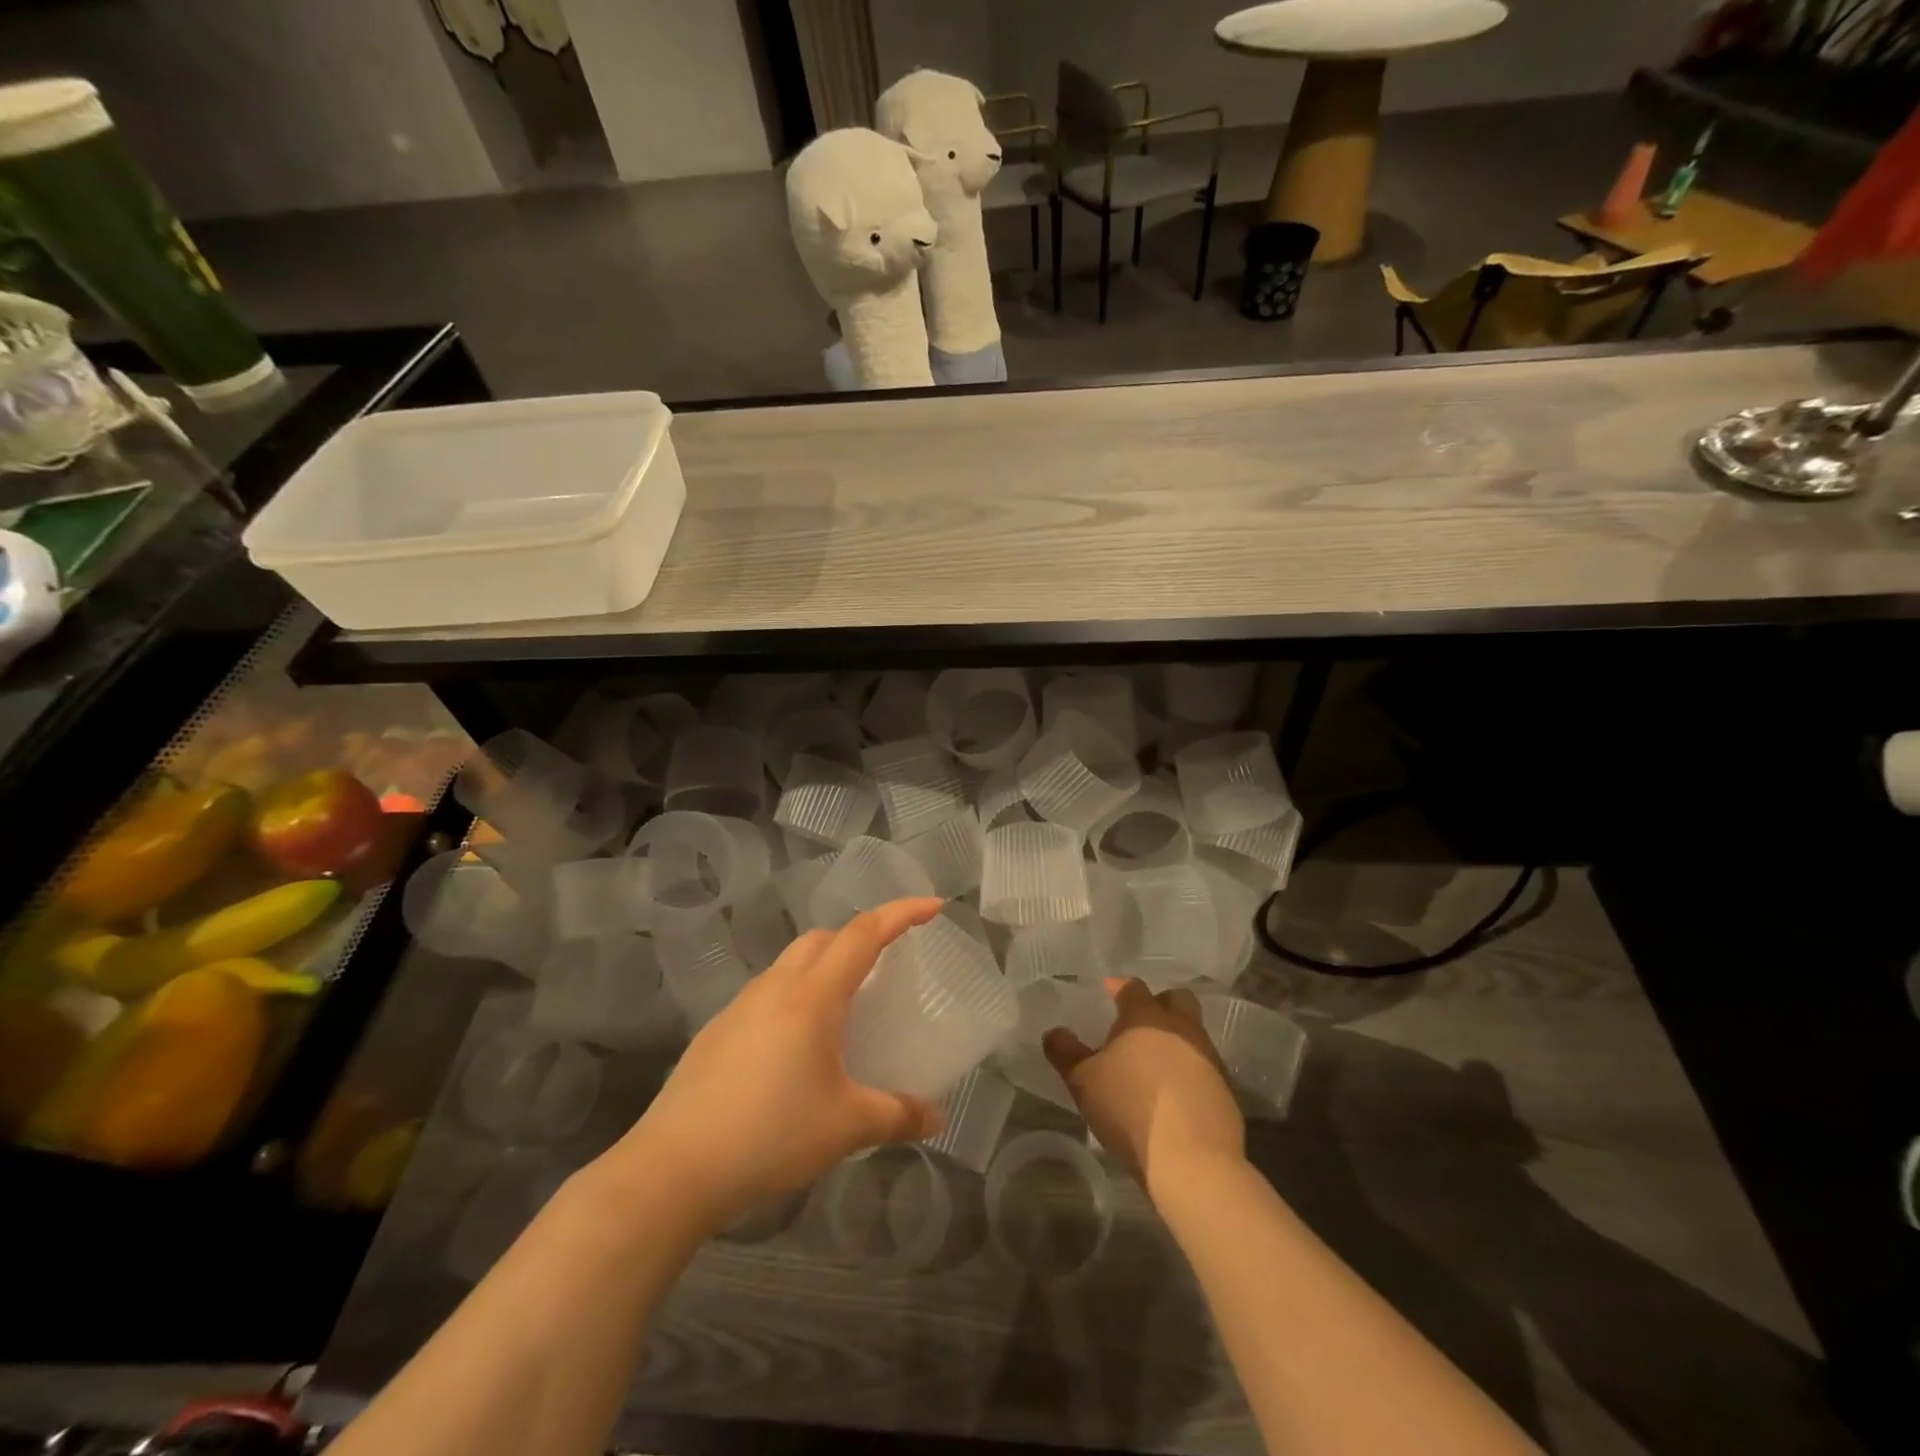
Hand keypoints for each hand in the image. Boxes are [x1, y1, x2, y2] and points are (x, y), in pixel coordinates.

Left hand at [603, 898, 946, 1229]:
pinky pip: (766, 996)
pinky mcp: (716, 1032)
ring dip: (822, 969)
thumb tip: (936, 1119)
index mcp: (813, 996)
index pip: (864, 934)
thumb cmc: (770, 1135)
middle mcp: (775, 987)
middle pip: (823, 939)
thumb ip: (897, 1115)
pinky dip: (793, 1000)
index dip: (901, 914)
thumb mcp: (846, 1127)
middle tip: (884, 967)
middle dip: (858, 939)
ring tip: (842, 1013)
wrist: (673, 1169)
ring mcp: (739, 1007)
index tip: (933, 906)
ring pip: (790, 965)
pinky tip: (794, 1051)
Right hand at [1044, 979, 1244, 1195]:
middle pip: (1176, 999)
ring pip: (1193, 1031)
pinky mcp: (1226, 1088)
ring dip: (1176, 1038)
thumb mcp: (1083, 1083)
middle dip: (1159, 1003)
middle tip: (1139, 1022)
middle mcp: (1181, 1027)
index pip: (1132, 988)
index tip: (1108, 992)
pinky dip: (1189, 1069)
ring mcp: (1208, 1056)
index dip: (1119, 988)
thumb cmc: (1130, 1110)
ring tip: (1154, 1062)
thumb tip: (1053, 1033)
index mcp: (1145, 1017)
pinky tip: (1174, 1092)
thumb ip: (1065, 1053)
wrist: (1193, 1162)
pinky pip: (1204, 1065)